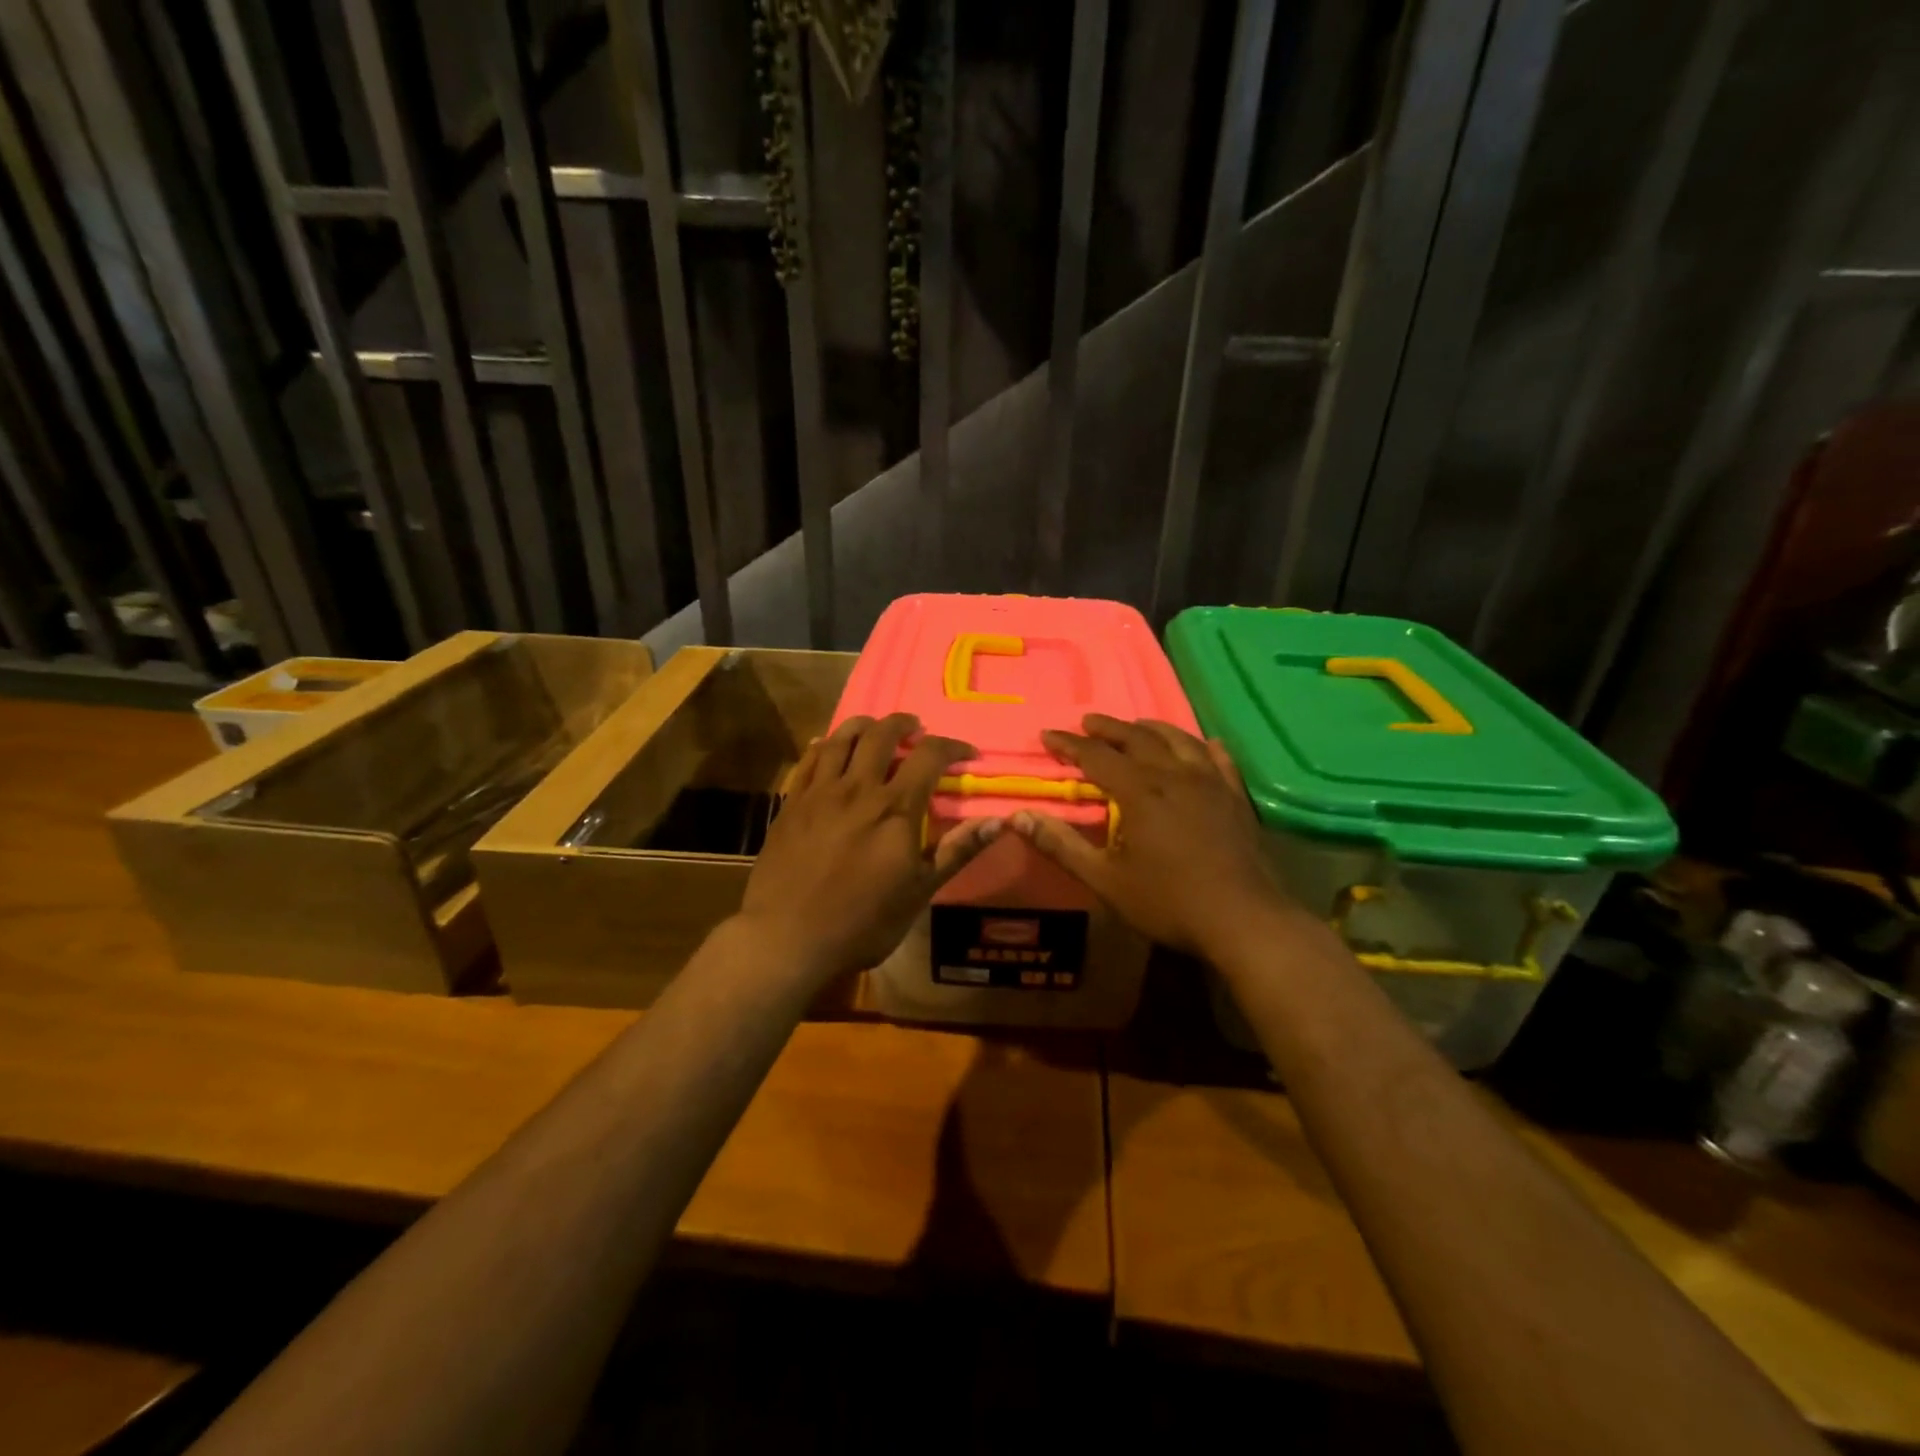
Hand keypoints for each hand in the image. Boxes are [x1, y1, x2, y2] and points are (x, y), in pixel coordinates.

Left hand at [738, 713, 1001, 983]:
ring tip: (876, 729)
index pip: (930, 756)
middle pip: (882, 735)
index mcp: (895, 808)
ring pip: (842, 738)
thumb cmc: (862, 923)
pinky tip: (829, 746)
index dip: (952, 746)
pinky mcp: (791, 803)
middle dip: (905, 725)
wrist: (787, 939)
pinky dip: (825, 745)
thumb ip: (956, 851)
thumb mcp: (919, 892)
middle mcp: (858, 789)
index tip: (966, 753)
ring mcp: (819, 792)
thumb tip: (998, 821)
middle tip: (917, 730)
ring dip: (865, 725)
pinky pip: (809, 759)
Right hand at [1010, 714, 1287, 959]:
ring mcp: (1211, 783)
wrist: (1243, 919)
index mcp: (1140, 792)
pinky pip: (1219, 759)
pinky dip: (1204, 746)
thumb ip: (1061, 845)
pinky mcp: (1236, 797)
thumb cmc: (1168, 902)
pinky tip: (1204, 744)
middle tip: (1087, 722)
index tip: (1047, 735)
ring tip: (1136, 726)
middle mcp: (1174, 776)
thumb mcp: (1105, 879)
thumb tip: (1018, 818)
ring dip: (1151, 729)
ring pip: (1178, 740)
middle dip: (1108, 728)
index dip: (1069, 744)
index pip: (1096, 756)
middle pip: (1137, 738)